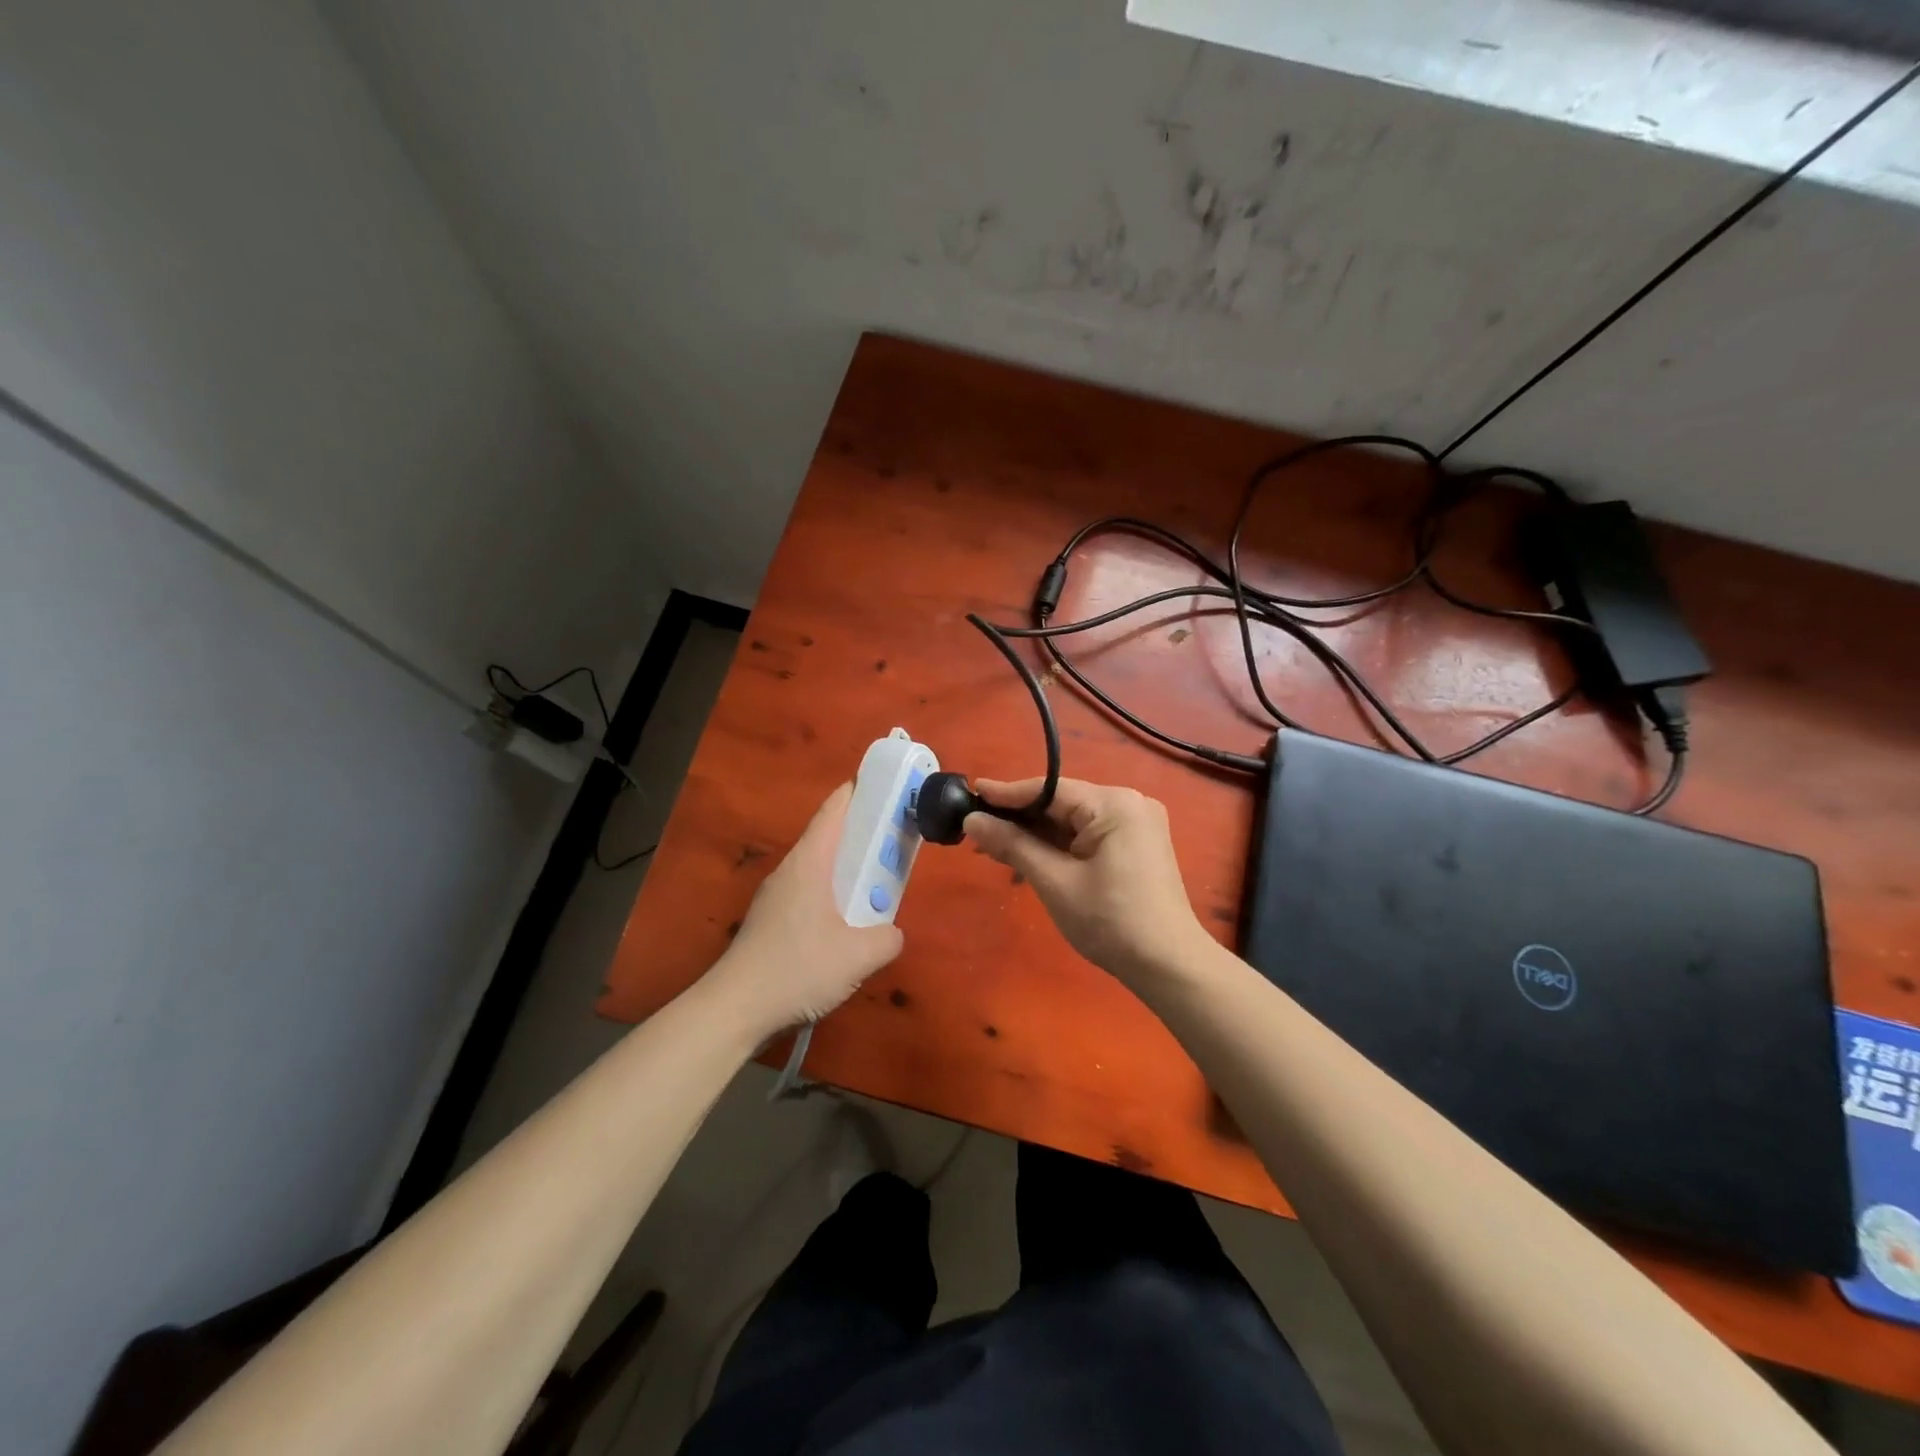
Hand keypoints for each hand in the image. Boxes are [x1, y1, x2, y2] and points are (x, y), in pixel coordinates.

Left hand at [707, 783, 903, 1039]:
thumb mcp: (858, 956)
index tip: (886, 784)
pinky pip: (810, 893)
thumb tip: (892, 933)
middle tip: (895, 838)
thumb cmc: (797, 970)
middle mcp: (790, 870)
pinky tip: (848, 924)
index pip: (834, 810)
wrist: (734, 1009)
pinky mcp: (771, 922)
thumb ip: (887, 938)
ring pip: (820, 868)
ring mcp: (776, 896)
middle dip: (863, 833)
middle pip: (829, 837)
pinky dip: (834, 894)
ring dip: (849, 870)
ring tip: (879, 884)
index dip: (859, 791)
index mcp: (809, 863)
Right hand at [964, 778, 1211, 987]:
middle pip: (1061, 803)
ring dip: (1036, 835)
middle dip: (1020, 819)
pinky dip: (1058, 846)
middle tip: (976, 829)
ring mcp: (1136, 825)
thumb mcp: (1055, 881)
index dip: (1007, 794)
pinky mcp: (1136, 846)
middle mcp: (1129, 803)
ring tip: (993, 846)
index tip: (971, 792)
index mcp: (1114, 804)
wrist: (1168, 966)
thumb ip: (1013, 845)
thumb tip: (972, 821)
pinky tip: (1028, 857)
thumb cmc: (1110, 921)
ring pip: (1072, 821)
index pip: (1050, 789)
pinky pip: (1087, 835)